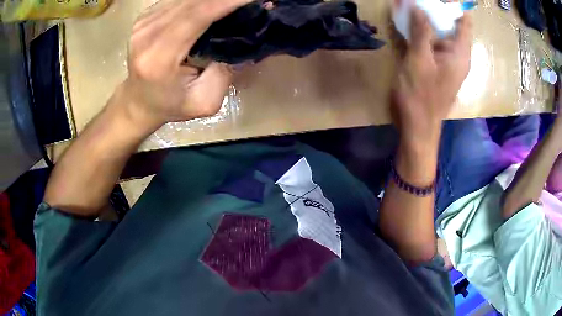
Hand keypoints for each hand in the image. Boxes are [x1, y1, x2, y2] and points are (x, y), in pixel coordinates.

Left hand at [116, 0, 250, 132]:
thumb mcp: (205, 102)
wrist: (138, 101)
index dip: (227, 1)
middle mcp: (147, 34)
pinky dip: (201, 1)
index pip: (197, 15)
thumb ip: (225, 72)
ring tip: (234, 5)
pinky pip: (179, 0)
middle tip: (251, 1)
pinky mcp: (145, 17)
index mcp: (158, 57)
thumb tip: (246, 40)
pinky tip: (212, 6)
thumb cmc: (170, 105)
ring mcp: (143, 22)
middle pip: (193, 1)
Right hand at [391, 9, 471, 145]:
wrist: (417, 127)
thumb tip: (418, 6)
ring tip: (406, 7)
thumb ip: (421, 31)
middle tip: (415, 1)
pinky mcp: (437, 66)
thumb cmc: (420, 96)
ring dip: (424, 19)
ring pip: (438, 33)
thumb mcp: (420, 60)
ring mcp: (446, 61)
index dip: (452, 6)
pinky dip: (420, 33)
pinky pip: (431, 43)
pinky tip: (406, 25)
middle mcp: (457, 55)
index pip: (464, 21)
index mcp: (460, 54)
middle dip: (433, 10)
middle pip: (450, 24)